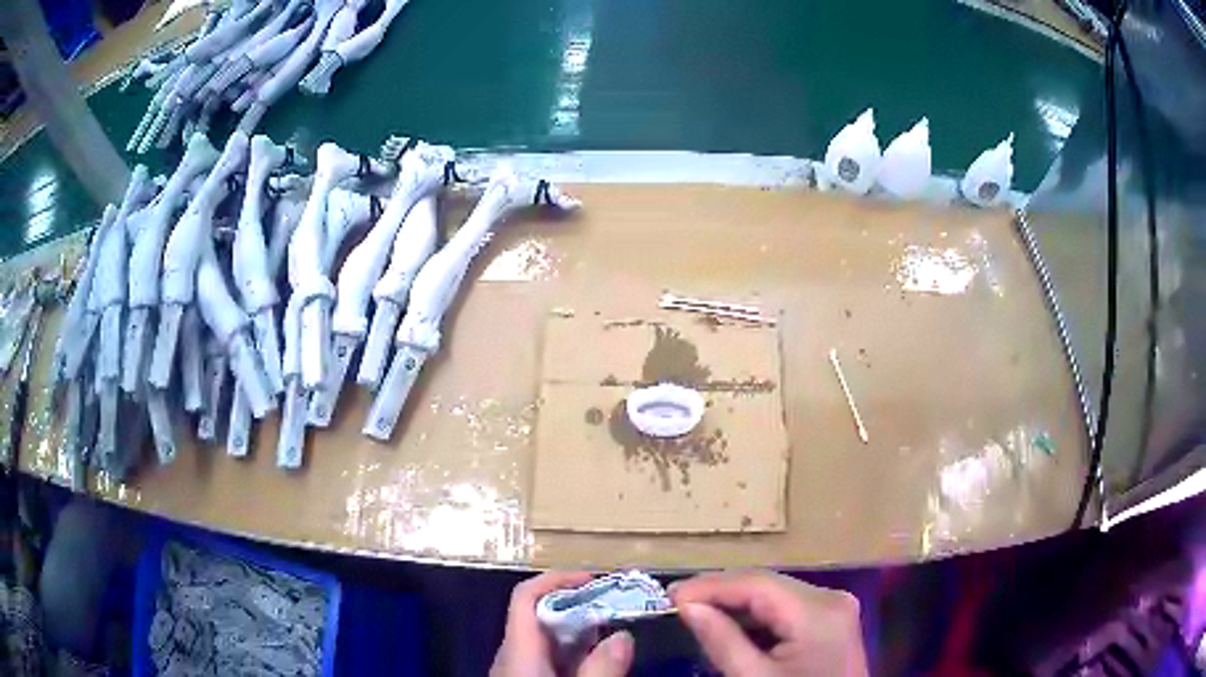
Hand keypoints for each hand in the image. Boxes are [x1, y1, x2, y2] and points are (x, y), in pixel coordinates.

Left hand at [490, 571, 634, 676]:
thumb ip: (601, 667)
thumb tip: (624, 636)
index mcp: (516, 650)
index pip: (526, 596)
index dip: (556, 579)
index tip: (594, 579)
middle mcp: (509, 654)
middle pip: (537, 616)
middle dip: (577, 607)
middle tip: (615, 607)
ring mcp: (513, 669)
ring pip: (543, 639)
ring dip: (576, 631)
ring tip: (613, 631)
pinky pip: (544, 657)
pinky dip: (570, 652)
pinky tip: (594, 661)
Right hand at [670, 570, 867, 676]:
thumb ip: (722, 640)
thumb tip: (687, 606)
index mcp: (817, 612)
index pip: (756, 583)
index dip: (709, 585)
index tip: (669, 595)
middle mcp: (831, 598)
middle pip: (767, 584)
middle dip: (720, 593)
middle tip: (678, 604)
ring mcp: (835, 608)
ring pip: (776, 594)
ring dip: (736, 604)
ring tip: (697, 614)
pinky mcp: (831, 620)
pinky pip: (788, 609)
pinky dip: (757, 617)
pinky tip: (731, 628)